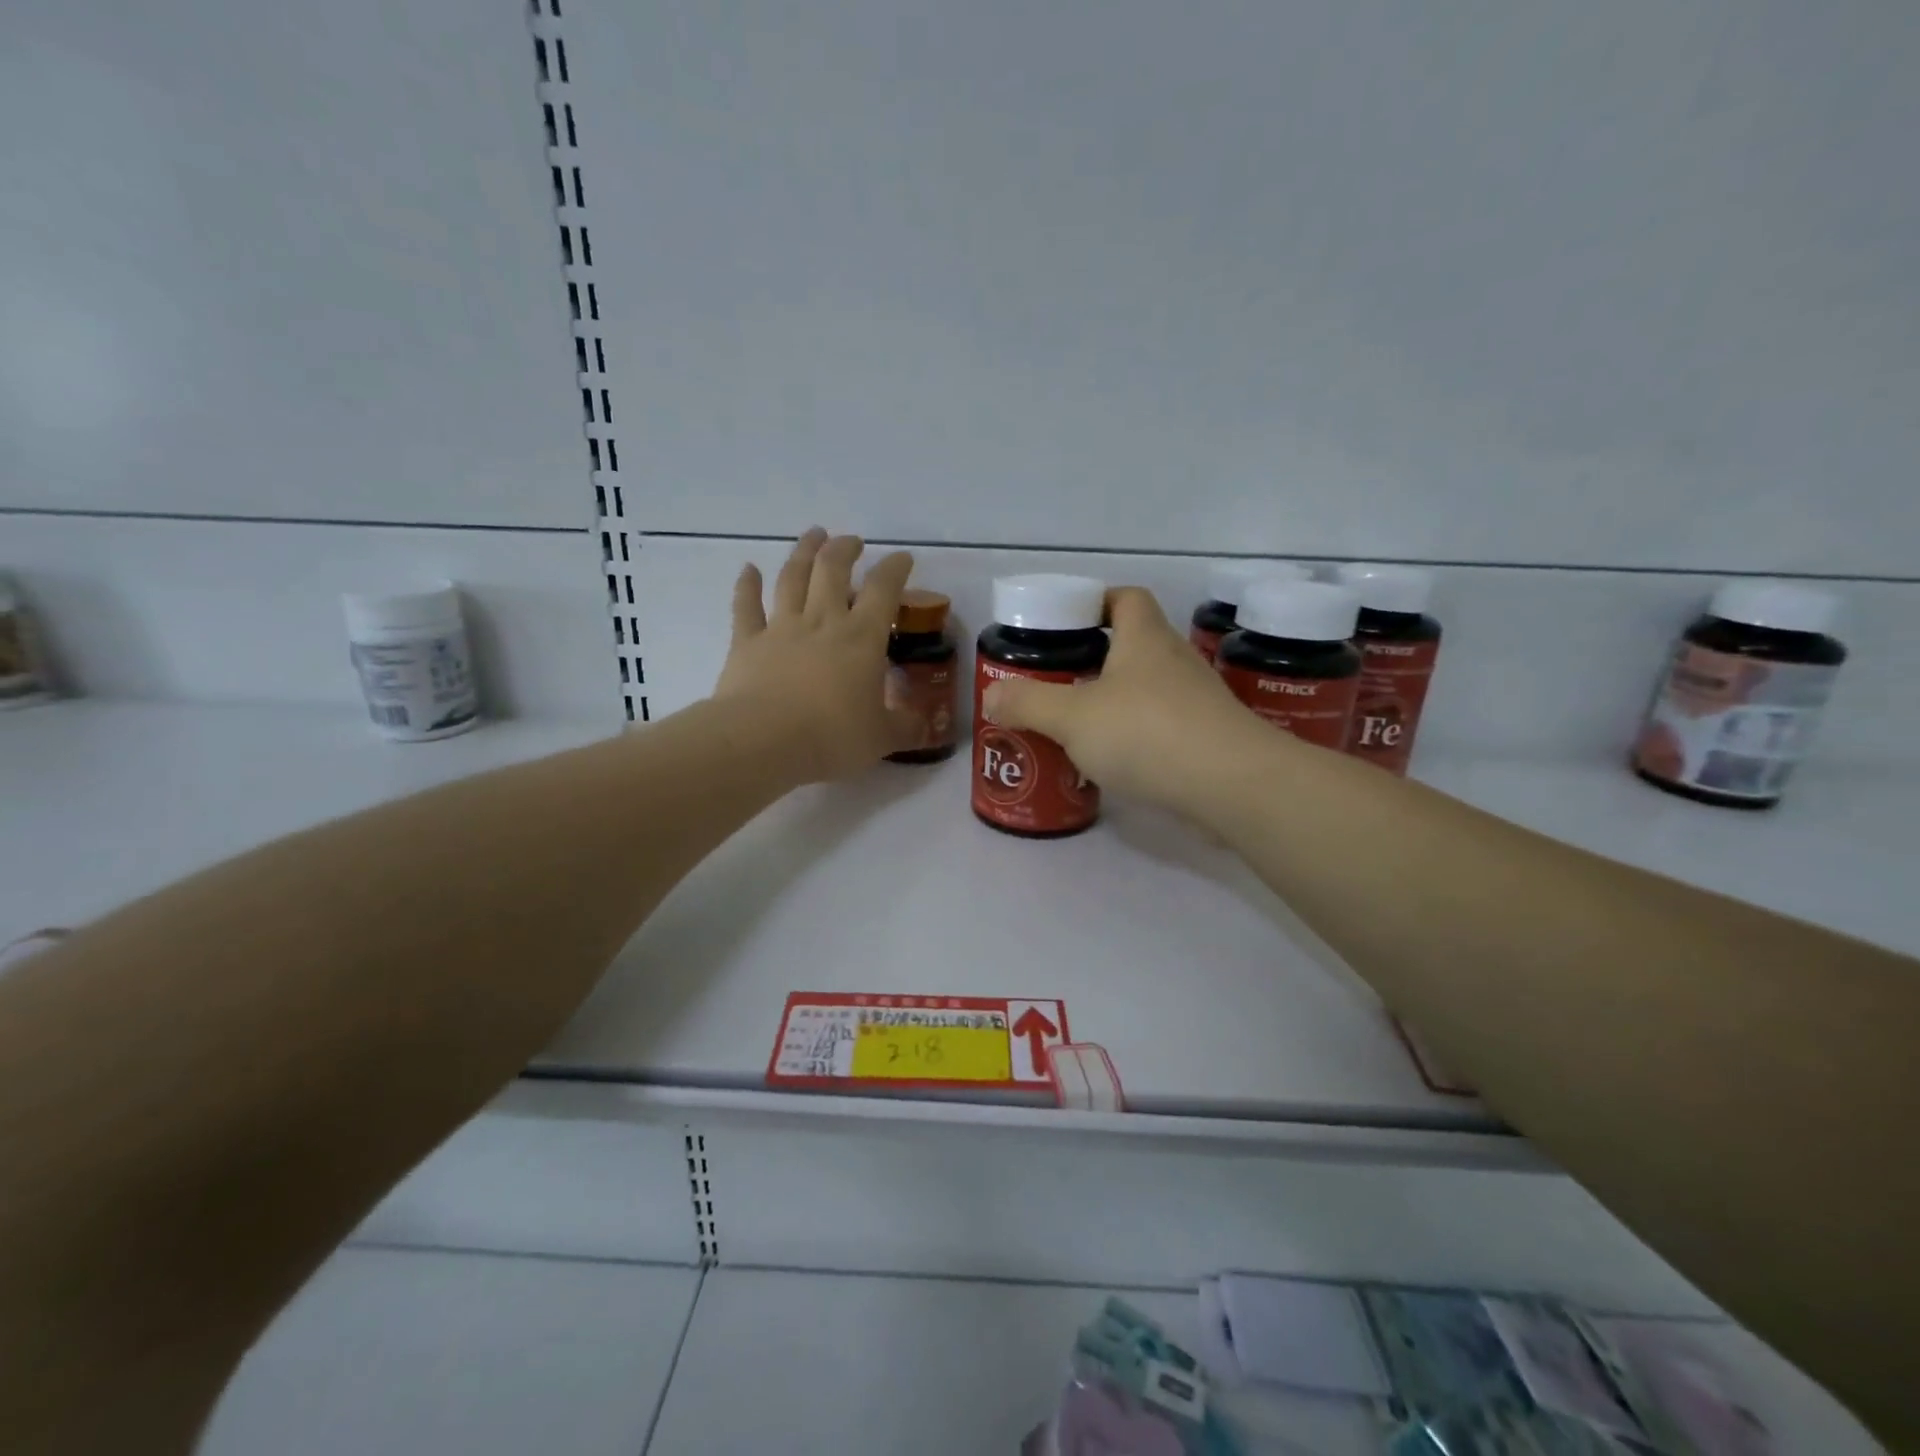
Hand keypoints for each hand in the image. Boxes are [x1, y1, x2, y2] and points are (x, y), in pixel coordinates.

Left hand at [712, 529, 919, 782]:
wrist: (763, 741)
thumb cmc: (831, 737)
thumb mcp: (881, 738)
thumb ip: (905, 727)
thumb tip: (925, 725)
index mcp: (861, 638)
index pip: (883, 590)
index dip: (895, 569)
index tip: (902, 558)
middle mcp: (822, 621)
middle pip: (833, 570)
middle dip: (845, 549)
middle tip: (852, 541)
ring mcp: (781, 628)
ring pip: (792, 578)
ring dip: (803, 552)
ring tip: (813, 534)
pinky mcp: (746, 643)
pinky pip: (745, 607)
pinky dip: (746, 585)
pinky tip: (748, 569)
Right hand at [982, 586, 1279, 810]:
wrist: (1233, 785)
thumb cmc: (1147, 733)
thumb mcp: (1072, 717)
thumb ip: (1027, 704)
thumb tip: (993, 696)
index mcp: (1144, 639)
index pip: (1126, 598)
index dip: (1096, 602)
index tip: (1066, 624)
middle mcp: (1175, 661)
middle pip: (1134, 645)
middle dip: (1096, 660)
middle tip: (1058, 682)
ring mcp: (1197, 701)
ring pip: (1148, 689)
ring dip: (1115, 701)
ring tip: (1077, 726)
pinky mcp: (1208, 739)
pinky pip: (1163, 726)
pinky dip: (1137, 736)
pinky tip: (1114, 761)